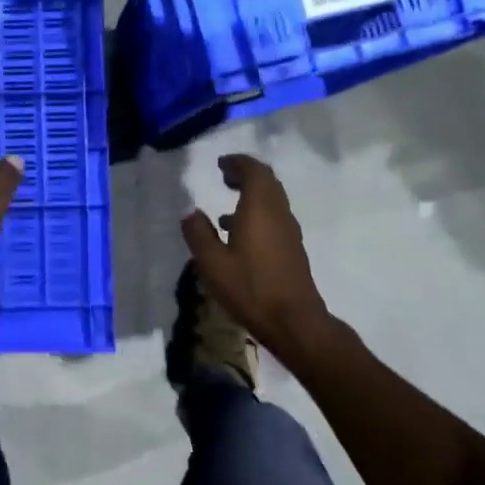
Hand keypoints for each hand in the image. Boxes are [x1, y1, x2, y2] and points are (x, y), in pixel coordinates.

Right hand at [181, 154, 331, 358]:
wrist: (294, 322)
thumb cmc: (250, 288)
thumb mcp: (212, 263)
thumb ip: (198, 233)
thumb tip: (190, 211)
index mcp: (260, 209)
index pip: (255, 171)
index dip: (238, 162)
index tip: (220, 163)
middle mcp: (278, 214)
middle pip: (267, 182)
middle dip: (246, 174)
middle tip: (224, 176)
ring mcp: (289, 232)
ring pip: (273, 200)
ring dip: (252, 194)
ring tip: (227, 201)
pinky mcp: (292, 249)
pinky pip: (274, 217)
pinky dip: (257, 213)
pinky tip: (238, 233)